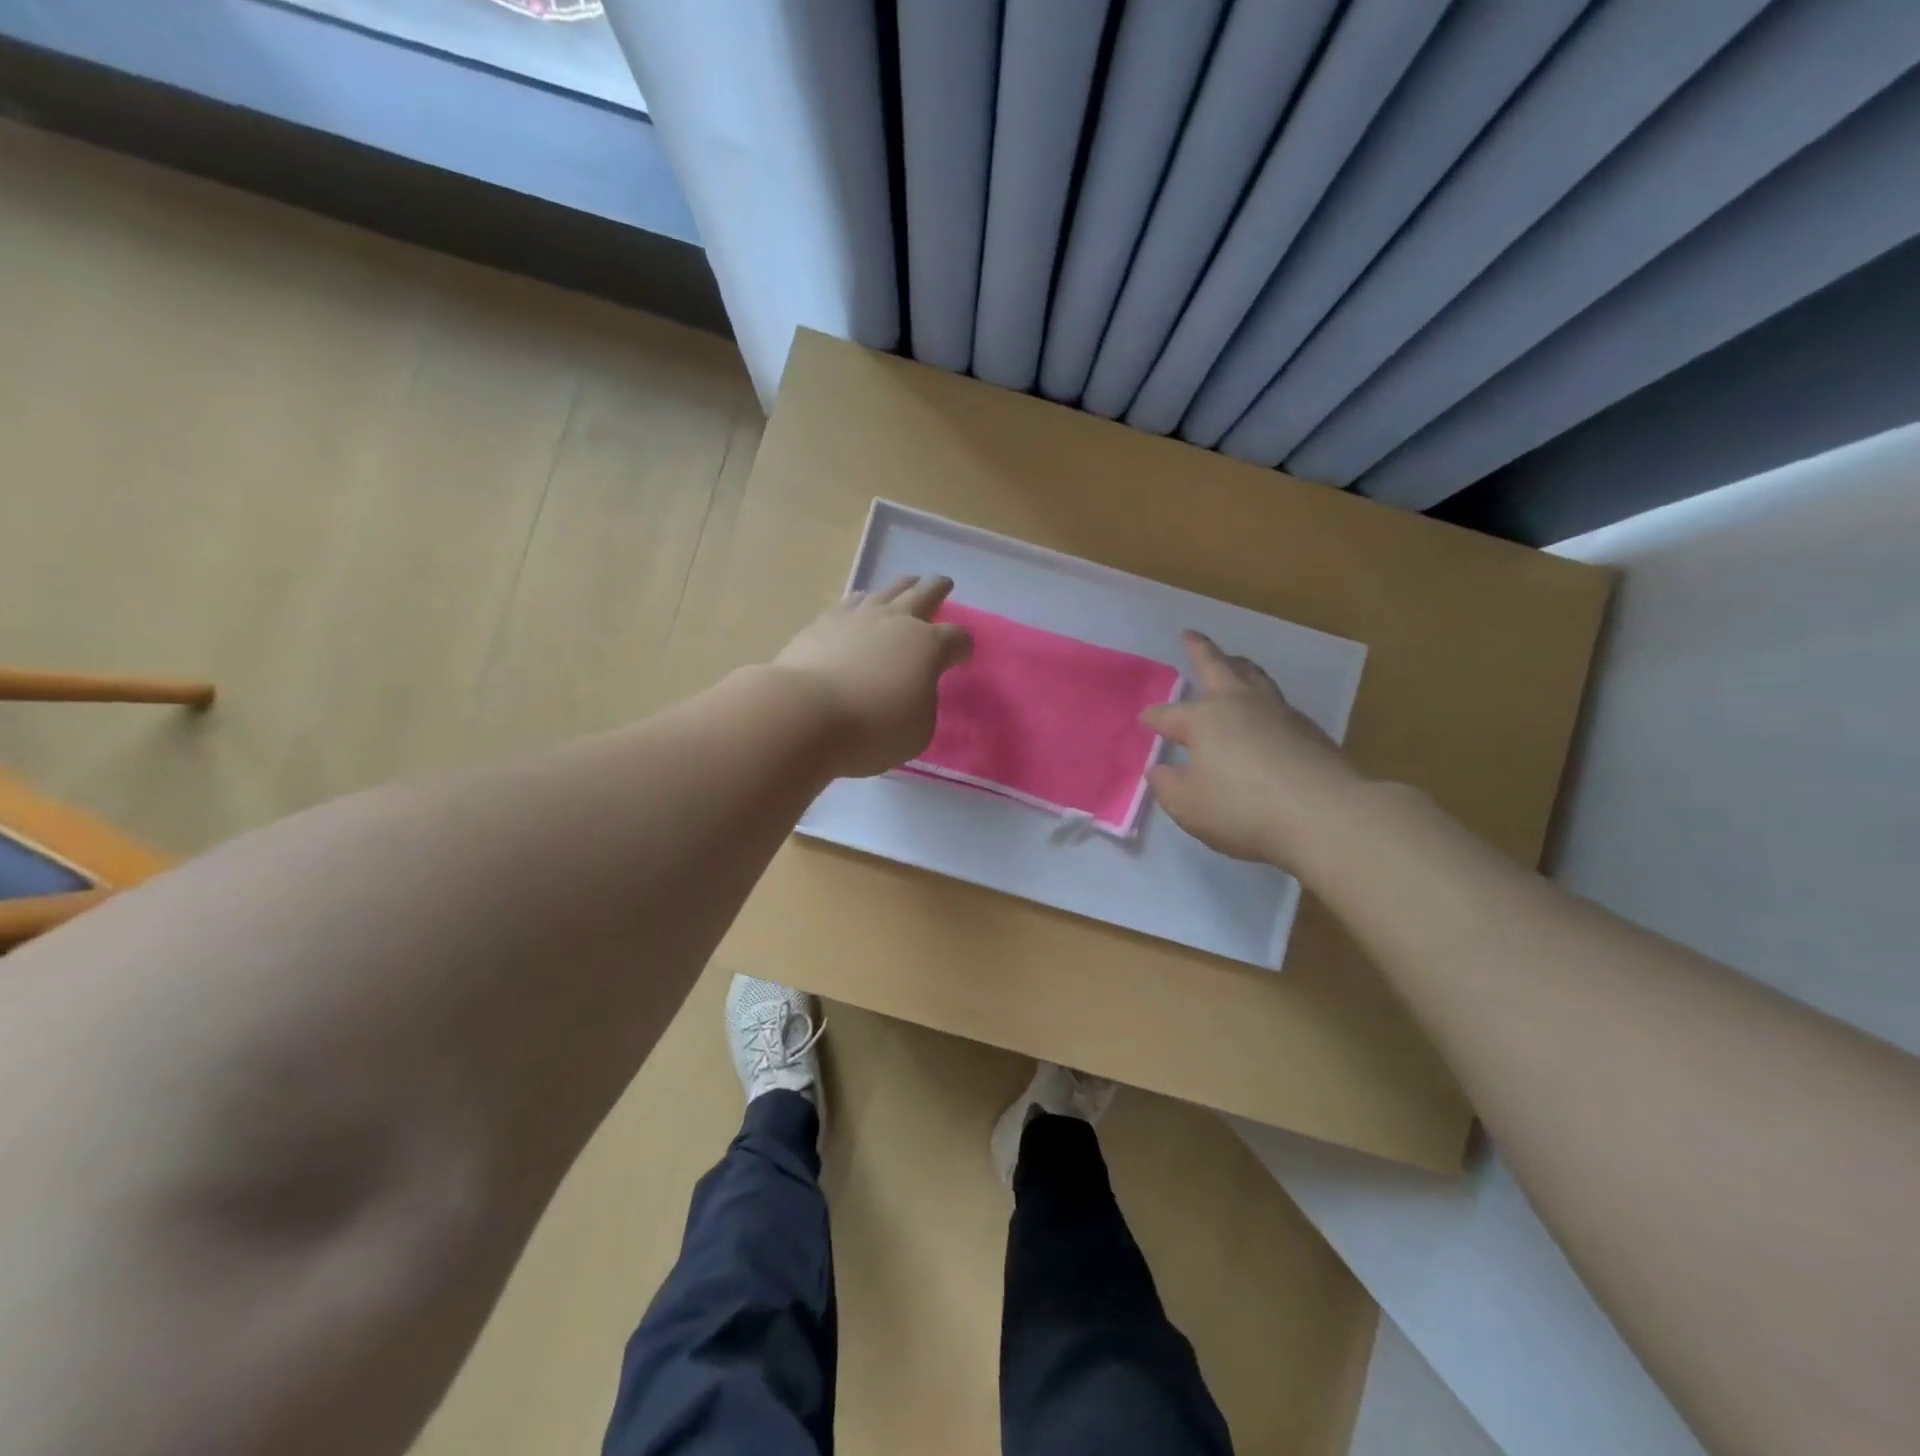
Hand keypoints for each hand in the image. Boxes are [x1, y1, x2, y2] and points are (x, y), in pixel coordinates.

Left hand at [773, 576, 973, 777]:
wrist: (805, 713)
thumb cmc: (872, 728)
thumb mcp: (918, 730)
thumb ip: (923, 703)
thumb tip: (912, 690)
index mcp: (928, 647)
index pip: (956, 639)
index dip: (963, 647)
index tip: (963, 655)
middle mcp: (896, 622)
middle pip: (924, 595)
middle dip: (937, 589)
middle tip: (944, 582)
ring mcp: (858, 617)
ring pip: (887, 591)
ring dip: (902, 587)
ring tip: (907, 584)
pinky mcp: (823, 622)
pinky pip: (851, 602)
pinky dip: (863, 600)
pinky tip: (861, 603)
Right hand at [1142, 631, 1364, 866]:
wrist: (1325, 816)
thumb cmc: (1243, 808)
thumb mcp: (1188, 805)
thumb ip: (1168, 786)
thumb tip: (1161, 769)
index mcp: (1204, 719)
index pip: (1169, 714)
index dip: (1154, 717)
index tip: (1145, 720)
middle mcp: (1239, 705)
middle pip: (1217, 667)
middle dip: (1199, 650)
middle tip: (1189, 635)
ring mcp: (1278, 713)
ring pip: (1254, 677)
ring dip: (1238, 665)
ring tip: (1233, 660)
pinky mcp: (1308, 731)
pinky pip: (1277, 702)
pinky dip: (1263, 697)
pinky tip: (1263, 712)